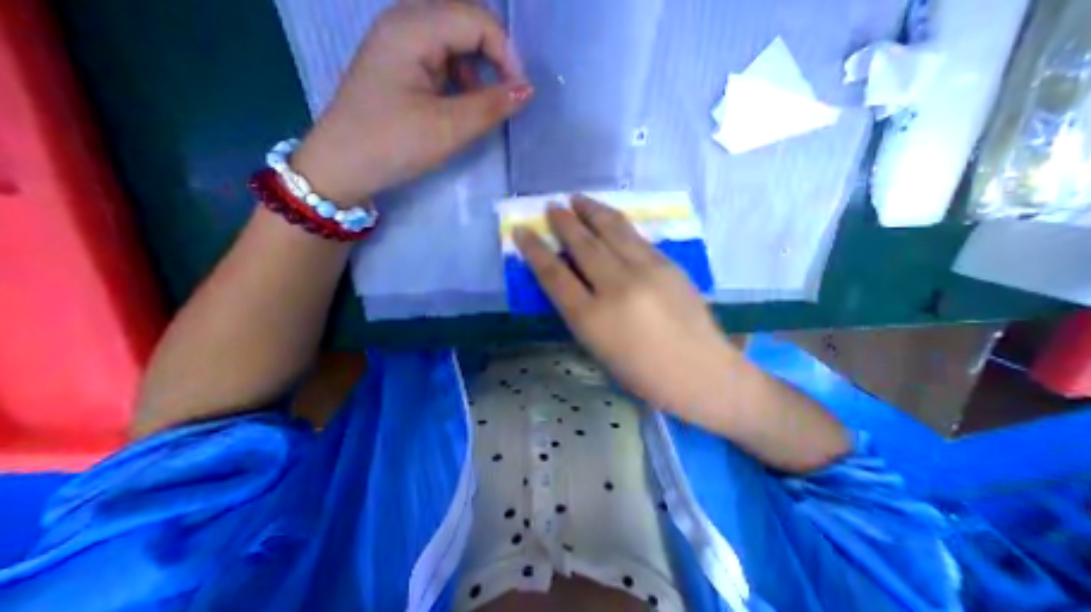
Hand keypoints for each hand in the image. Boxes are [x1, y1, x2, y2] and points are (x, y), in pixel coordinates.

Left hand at [286, 0, 531, 204]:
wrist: (344, 165)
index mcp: (413, 28)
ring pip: (455, 44)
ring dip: (478, 71)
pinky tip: (461, 106)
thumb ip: (490, 106)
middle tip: (507, 97)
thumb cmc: (394, 144)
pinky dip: (461, 81)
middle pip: (465, 23)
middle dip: (494, 58)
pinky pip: (441, 62)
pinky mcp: (401, 68)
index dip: (506, 54)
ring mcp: (400, 45)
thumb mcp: (448, 128)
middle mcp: (405, 24)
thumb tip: (526, 90)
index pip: (476, 19)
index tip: (520, 94)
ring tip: (483, 107)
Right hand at [515, 196, 742, 410]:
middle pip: (582, 245)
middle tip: (551, 207)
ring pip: (611, 230)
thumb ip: (579, 311)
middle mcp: (616, 287)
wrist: (701, 372)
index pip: (554, 274)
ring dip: (590, 211)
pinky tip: (609, 217)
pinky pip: (635, 236)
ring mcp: (645, 271)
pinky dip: (616, 222)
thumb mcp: (598, 349)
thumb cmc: (643, 373)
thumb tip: (567, 279)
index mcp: (592, 318)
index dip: (534, 250)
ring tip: (577, 199)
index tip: (522, 231)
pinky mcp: (667, 264)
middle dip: (562, 222)